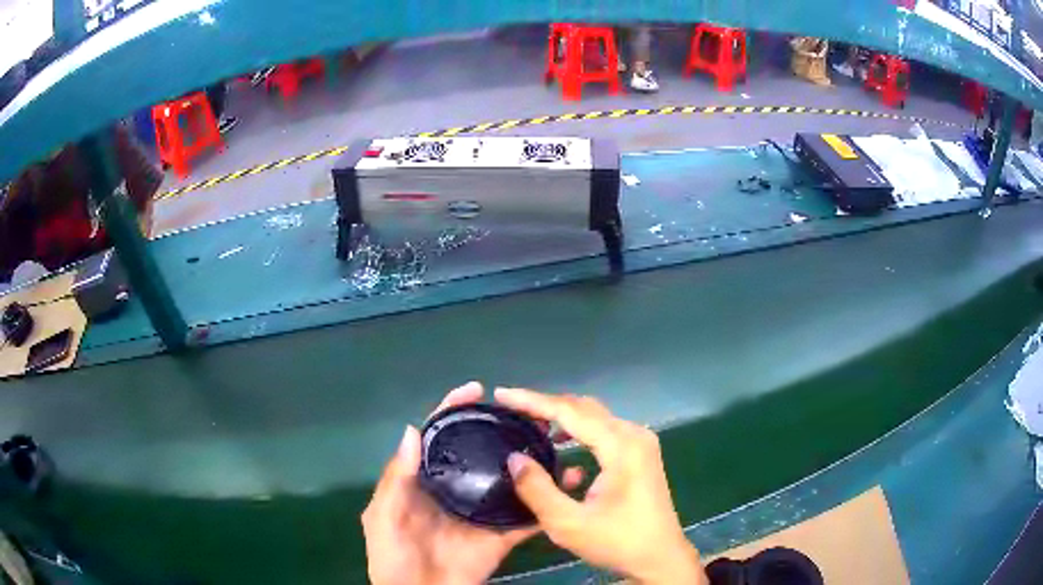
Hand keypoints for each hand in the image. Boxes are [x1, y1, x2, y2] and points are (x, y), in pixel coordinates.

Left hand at [362, 382, 553, 584]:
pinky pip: (527, 518)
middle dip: (502, 429)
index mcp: (426, 482)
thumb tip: (411, 430)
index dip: (454, 411)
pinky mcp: (503, 536)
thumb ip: (396, 479)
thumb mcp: (383, 516)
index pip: (441, 438)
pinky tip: (568, 483)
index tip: (476, 390)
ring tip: (554, 439)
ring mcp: (483, 512)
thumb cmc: (392, 557)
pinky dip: (547, 503)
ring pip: (510, 480)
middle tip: (529, 412)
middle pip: (482, 452)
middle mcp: (458, 489)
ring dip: (530, 461)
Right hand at [497, 388, 706, 584]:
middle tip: (511, 409)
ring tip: (531, 425)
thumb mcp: (568, 523)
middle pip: (584, 408)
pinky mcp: (641, 454)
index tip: (501, 394)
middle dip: (545, 406)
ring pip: (594, 418)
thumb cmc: (617, 541)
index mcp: (621, 446)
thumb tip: (515, 457)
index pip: (570, 411)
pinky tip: (563, 450)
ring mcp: (641, 443)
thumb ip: (537, 489)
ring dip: (562, 419)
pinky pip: (605, 432)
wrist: (660, 558)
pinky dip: (580, 433)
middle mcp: (634, 435)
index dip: (532, 401)